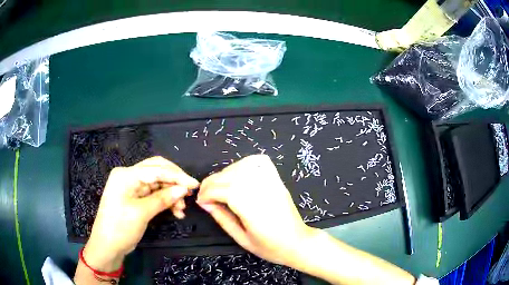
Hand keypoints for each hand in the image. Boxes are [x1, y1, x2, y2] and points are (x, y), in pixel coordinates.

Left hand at [84, 156, 198, 270]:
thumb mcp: (141, 213)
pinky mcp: (135, 197)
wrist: (107, 246)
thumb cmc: (120, 228)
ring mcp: (132, 186)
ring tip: (181, 209)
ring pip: (157, 183)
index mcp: (126, 175)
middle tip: (190, 194)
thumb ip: (162, 199)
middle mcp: (129, 176)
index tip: (195, 184)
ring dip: (171, 193)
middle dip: (174, 181)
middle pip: (157, 171)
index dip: (177, 176)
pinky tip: (175, 211)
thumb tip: (184, 189)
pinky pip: (154, 193)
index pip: (156, 170)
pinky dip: (165, 200)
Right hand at [197, 154, 315, 266]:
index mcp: (252, 208)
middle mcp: (262, 190)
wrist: (297, 242)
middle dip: (211, 183)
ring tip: (219, 186)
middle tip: (204, 194)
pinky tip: (238, 172)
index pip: (223, 190)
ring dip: (225, 173)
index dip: (207, 193)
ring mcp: (271, 182)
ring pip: (241, 166)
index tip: (200, 201)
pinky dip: (246, 162)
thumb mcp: (241, 238)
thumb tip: (205, 203)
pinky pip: (260, 162)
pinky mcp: (277, 179)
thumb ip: (222, 218)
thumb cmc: (270, 246)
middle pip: (230, 176)